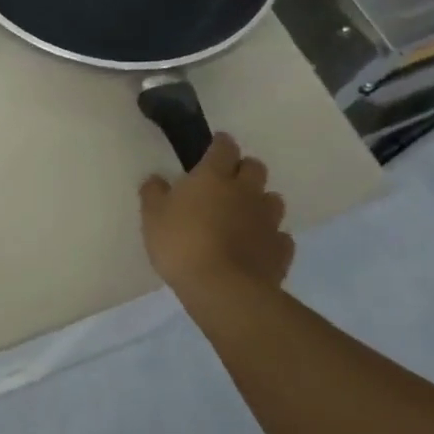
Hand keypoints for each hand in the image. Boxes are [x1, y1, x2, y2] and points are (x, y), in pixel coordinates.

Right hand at [139, 133, 294, 304]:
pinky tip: (257, 246)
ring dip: (260, 202)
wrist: (223, 289)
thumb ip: (154, 193)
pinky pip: (280, 236)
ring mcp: (267, 220)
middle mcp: (245, 191)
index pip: (224, 147)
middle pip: (255, 167)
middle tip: (227, 182)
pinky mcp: (280, 250)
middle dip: (244, 169)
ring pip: (272, 200)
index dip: (220, 144)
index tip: (213, 147)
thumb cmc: (182, 244)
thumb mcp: (152, 216)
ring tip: (244, 215)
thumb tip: (156, 179)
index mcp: (214, 176)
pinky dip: (270, 237)